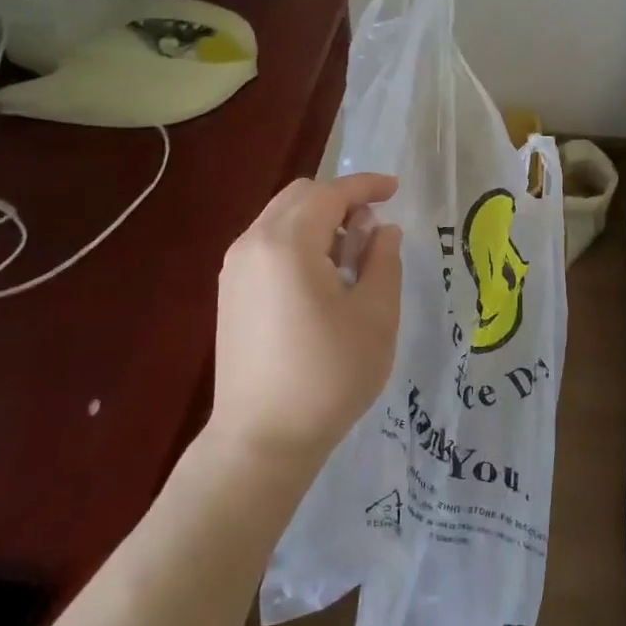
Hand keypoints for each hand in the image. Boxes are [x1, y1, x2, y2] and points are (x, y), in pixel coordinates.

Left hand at [208, 173, 402, 476]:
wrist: (262, 439)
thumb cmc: (329, 375)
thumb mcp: (376, 315)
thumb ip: (384, 260)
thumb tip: (382, 230)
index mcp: (287, 243)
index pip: (330, 193)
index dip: (366, 186)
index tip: (395, 189)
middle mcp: (252, 244)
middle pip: (300, 197)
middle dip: (341, 200)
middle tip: (374, 229)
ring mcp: (235, 269)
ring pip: (281, 219)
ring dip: (319, 222)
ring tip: (351, 258)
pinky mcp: (230, 293)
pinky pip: (267, 244)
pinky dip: (298, 242)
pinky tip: (322, 279)